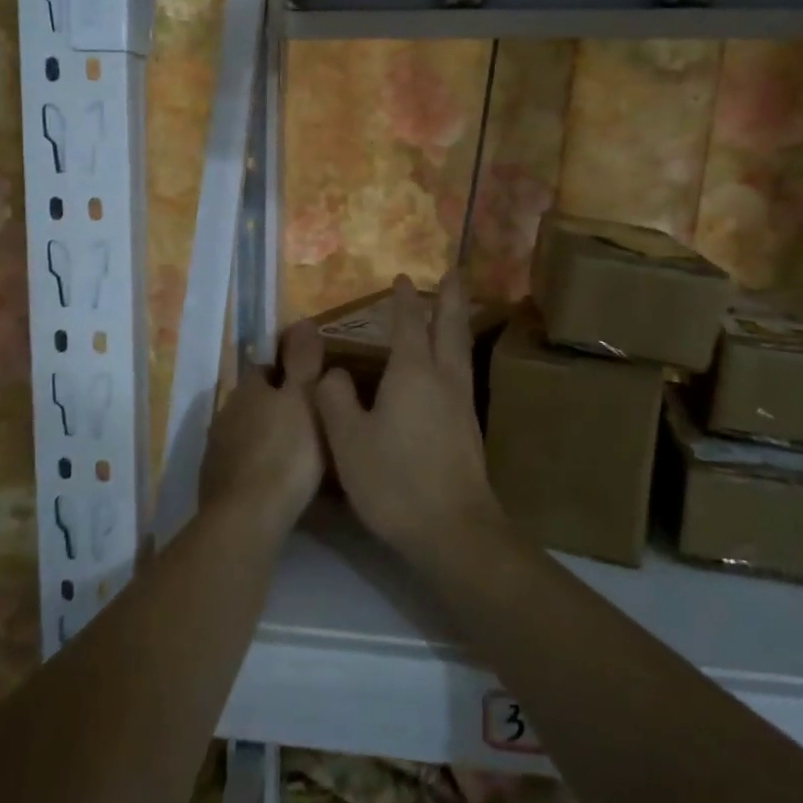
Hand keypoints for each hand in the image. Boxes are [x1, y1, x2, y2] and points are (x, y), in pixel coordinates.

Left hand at [198, 321, 326, 540]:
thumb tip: (302, 320)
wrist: (247, 518)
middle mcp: (226, 412)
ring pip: (246, 431)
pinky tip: (276, 481)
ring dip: (266, 436)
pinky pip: (241, 462)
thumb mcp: (305, 400)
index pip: (264, 366)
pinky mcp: (215, 482)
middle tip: (310, 420)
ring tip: (297, 453)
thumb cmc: (285, 453)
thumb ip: (303, 361)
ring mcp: (217, 448)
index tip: (311, 384)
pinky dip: (257, 465)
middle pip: (254, 400)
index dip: (287, 371)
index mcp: (248, 389)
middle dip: (277, 406)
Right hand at [314, 273, 503, 568]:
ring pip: (461, 350)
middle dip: (449, 298)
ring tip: (456, 309)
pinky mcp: (469, 428)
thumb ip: (335, 400)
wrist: (454, 530)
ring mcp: (461, 404)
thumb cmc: (395, 481)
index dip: (404, 300)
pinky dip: (457, 352)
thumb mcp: (348, 440)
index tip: (402, 278)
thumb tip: (333, 372)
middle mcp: (443, 379)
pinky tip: (451, 366)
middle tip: (454, 272)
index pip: (408, 324)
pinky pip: (463, 372)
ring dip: (457, 323)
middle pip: (449, 327)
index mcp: (412, 373)